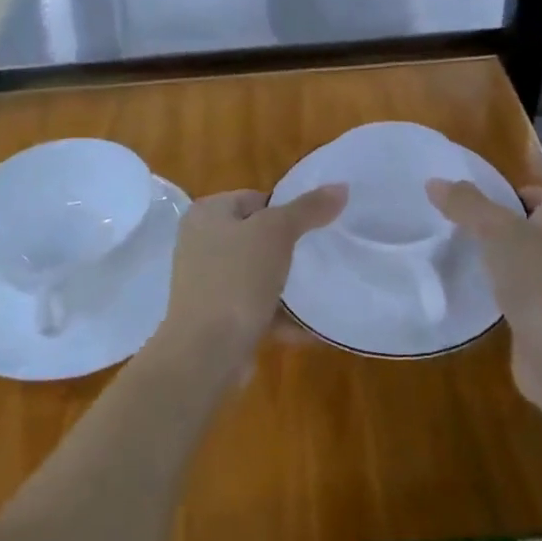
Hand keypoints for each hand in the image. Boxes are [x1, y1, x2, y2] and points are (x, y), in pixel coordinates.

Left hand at [159, 185, 347, 378]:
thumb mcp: (276, 233)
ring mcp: (206, 283)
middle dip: (290, 248)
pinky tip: (312, 327)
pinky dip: (281, 315)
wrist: (205, 353)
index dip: (288, 210)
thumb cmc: (236, 280)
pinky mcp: (216, 318)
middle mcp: (200, 244)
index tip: (317, 227)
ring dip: (287, 285)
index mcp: (206, 214)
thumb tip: (341, 187)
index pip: (256, 198)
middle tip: (322, 256)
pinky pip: (256, 308)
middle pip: (257, 237)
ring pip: (257, 274)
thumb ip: (308, 208)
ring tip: (322, 289)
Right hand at [426, 180, 541, 410]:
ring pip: (525, 267)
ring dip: (500, 263)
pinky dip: (498, 297)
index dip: (523, 192)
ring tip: (461, 257)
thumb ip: (466, 205)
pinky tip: (472, 296)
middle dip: (504, 228)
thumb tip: (434, 181)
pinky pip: (518, 301)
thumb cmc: (537, 278)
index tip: (488, 200)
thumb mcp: (496, 230)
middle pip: (535, 231)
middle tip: (463, 226)